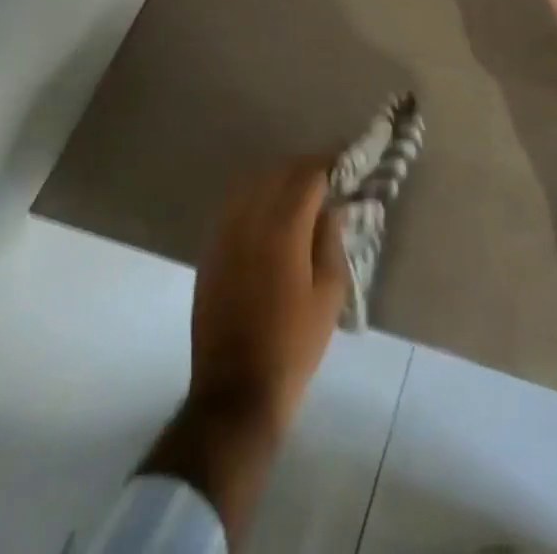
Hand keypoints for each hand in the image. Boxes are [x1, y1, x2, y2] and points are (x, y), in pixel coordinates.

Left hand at [140, 157, 346, 538]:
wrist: (235, 395)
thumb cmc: (293, 345)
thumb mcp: (329, 292)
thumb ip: (330, 240)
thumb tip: (330, 207)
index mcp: (283, 231)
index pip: (307, 176)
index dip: (329, 163)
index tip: (347, 160)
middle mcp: (249, 223)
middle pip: (277, 172)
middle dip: (304, 167)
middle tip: (328, 174)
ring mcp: (224, 237)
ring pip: (251, 185)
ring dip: (278, 178)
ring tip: (300, 190)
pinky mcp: (210, 254)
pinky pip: (233, 208)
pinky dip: (255, 197)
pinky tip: (270, 212)